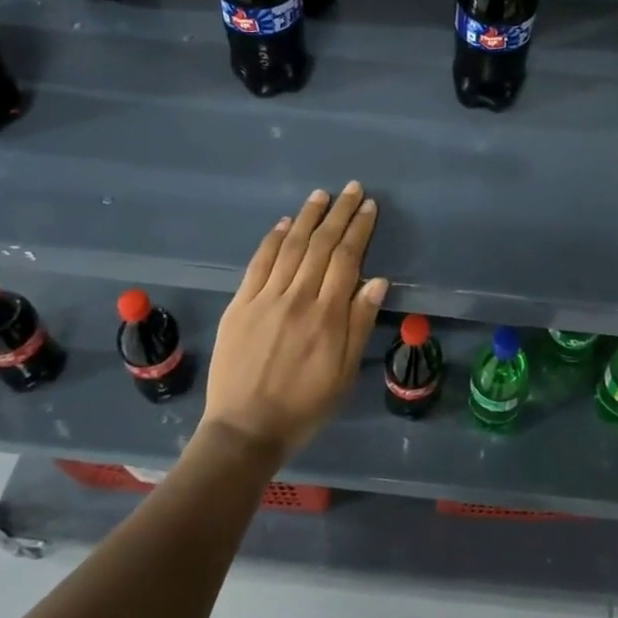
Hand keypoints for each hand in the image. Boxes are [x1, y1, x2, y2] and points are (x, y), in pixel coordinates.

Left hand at [203, 182, 387, 462]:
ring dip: (307, 217)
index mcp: (327, 316)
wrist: (245, 429)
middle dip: (338, 213)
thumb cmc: (305, 406)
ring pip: (290, 247)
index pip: (347, 259)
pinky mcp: (240, 305)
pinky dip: (273, 240)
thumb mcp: (345, 373)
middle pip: (321, 245)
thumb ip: (360, 324)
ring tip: (321, 195)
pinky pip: (259, 263)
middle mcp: (297, 298)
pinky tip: (284, 223)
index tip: (368, 207)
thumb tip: (377, 280)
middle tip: (351, 188)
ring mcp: (265, 298)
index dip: (358, 229)